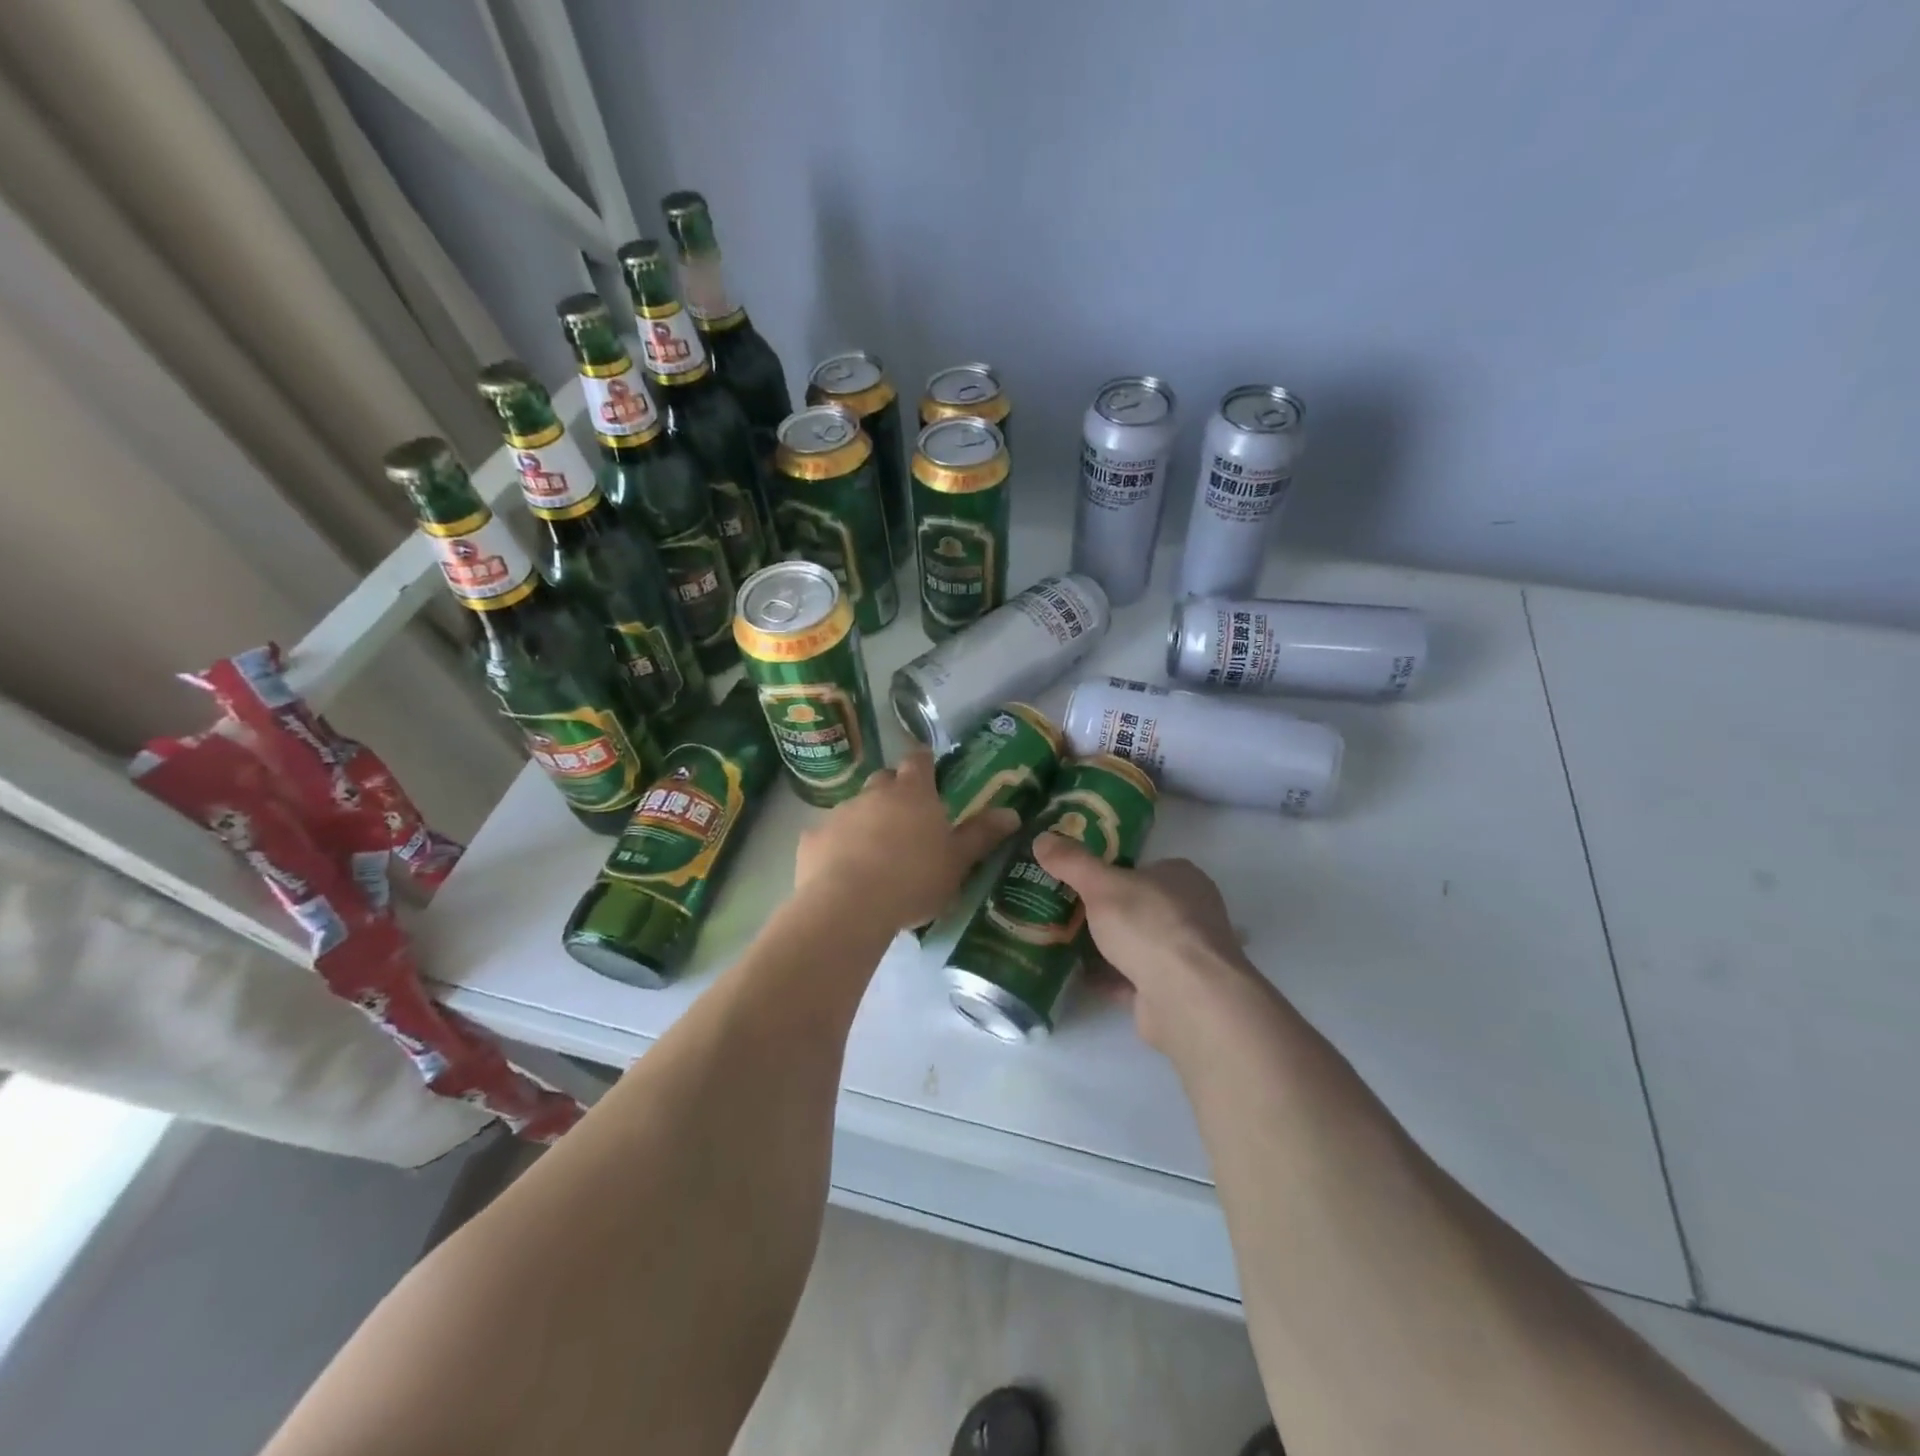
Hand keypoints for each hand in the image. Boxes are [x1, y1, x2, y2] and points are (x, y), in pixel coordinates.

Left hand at [794, 750, 1019, 932]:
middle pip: (884, 780)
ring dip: (866, 821)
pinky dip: (837, 847)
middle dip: (894, 791)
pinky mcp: (812, 840)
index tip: (928, 767)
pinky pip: (828, 837)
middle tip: (906, 817)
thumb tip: (1011, 812)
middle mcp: (874, 794)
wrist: (848, 906)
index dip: (924, 762)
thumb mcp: (957, 862)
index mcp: (913, 794)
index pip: (918, 761)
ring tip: (875, 853)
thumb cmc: (914, 879)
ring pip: (855, 808)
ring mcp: (840, 814)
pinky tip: (842, 872)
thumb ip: (982, 835)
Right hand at [1031, 834, 1258, 1050]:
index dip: (1110, 872)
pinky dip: (1109, 977)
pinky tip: (1078, 976)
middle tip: (1062, 910)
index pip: (1143, 867)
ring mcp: (1185, 955)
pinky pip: (1134, 978)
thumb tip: (1042, 838)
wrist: (1188, 999)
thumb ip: (1072, 862)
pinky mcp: (1175, 991)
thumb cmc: (1150, 926)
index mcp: (1182, 878)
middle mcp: (1190, 913)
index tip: (1076, 879)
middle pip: (1138, 906)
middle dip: (1104, 911)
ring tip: (1062, 941)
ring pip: (1137, 944)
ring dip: (1106, 946)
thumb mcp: (1101, 885)